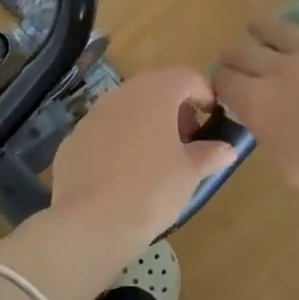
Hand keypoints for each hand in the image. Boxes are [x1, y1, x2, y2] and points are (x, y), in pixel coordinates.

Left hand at [47, 67, 236, 254]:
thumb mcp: (190, 174)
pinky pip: (104, 131)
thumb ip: (210, 154)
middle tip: (186, 140)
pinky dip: (119, 142)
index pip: (186, 76)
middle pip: (154, 88)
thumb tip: (226, 149)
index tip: (211, 118)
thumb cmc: (151, 190)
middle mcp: (121, 94)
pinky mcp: (73, 139)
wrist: (90, 223)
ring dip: (145, 123)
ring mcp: (92, 115)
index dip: (203, 93)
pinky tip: (123, 174)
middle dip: (174, 108)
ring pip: (127, 108)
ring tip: (157, 158)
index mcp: (155, 93)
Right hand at [213, 0, 298, 235]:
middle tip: (234, 61)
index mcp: (258, 103)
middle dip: (233, 55)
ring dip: (262, 27)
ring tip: (258, 26)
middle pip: (243, 51)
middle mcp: (279, 69)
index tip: (223, 87)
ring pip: (278, 28)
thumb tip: (255, 110)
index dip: (220, 83)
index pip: (224, 81)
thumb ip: (265, 128)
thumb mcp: (285, 163)